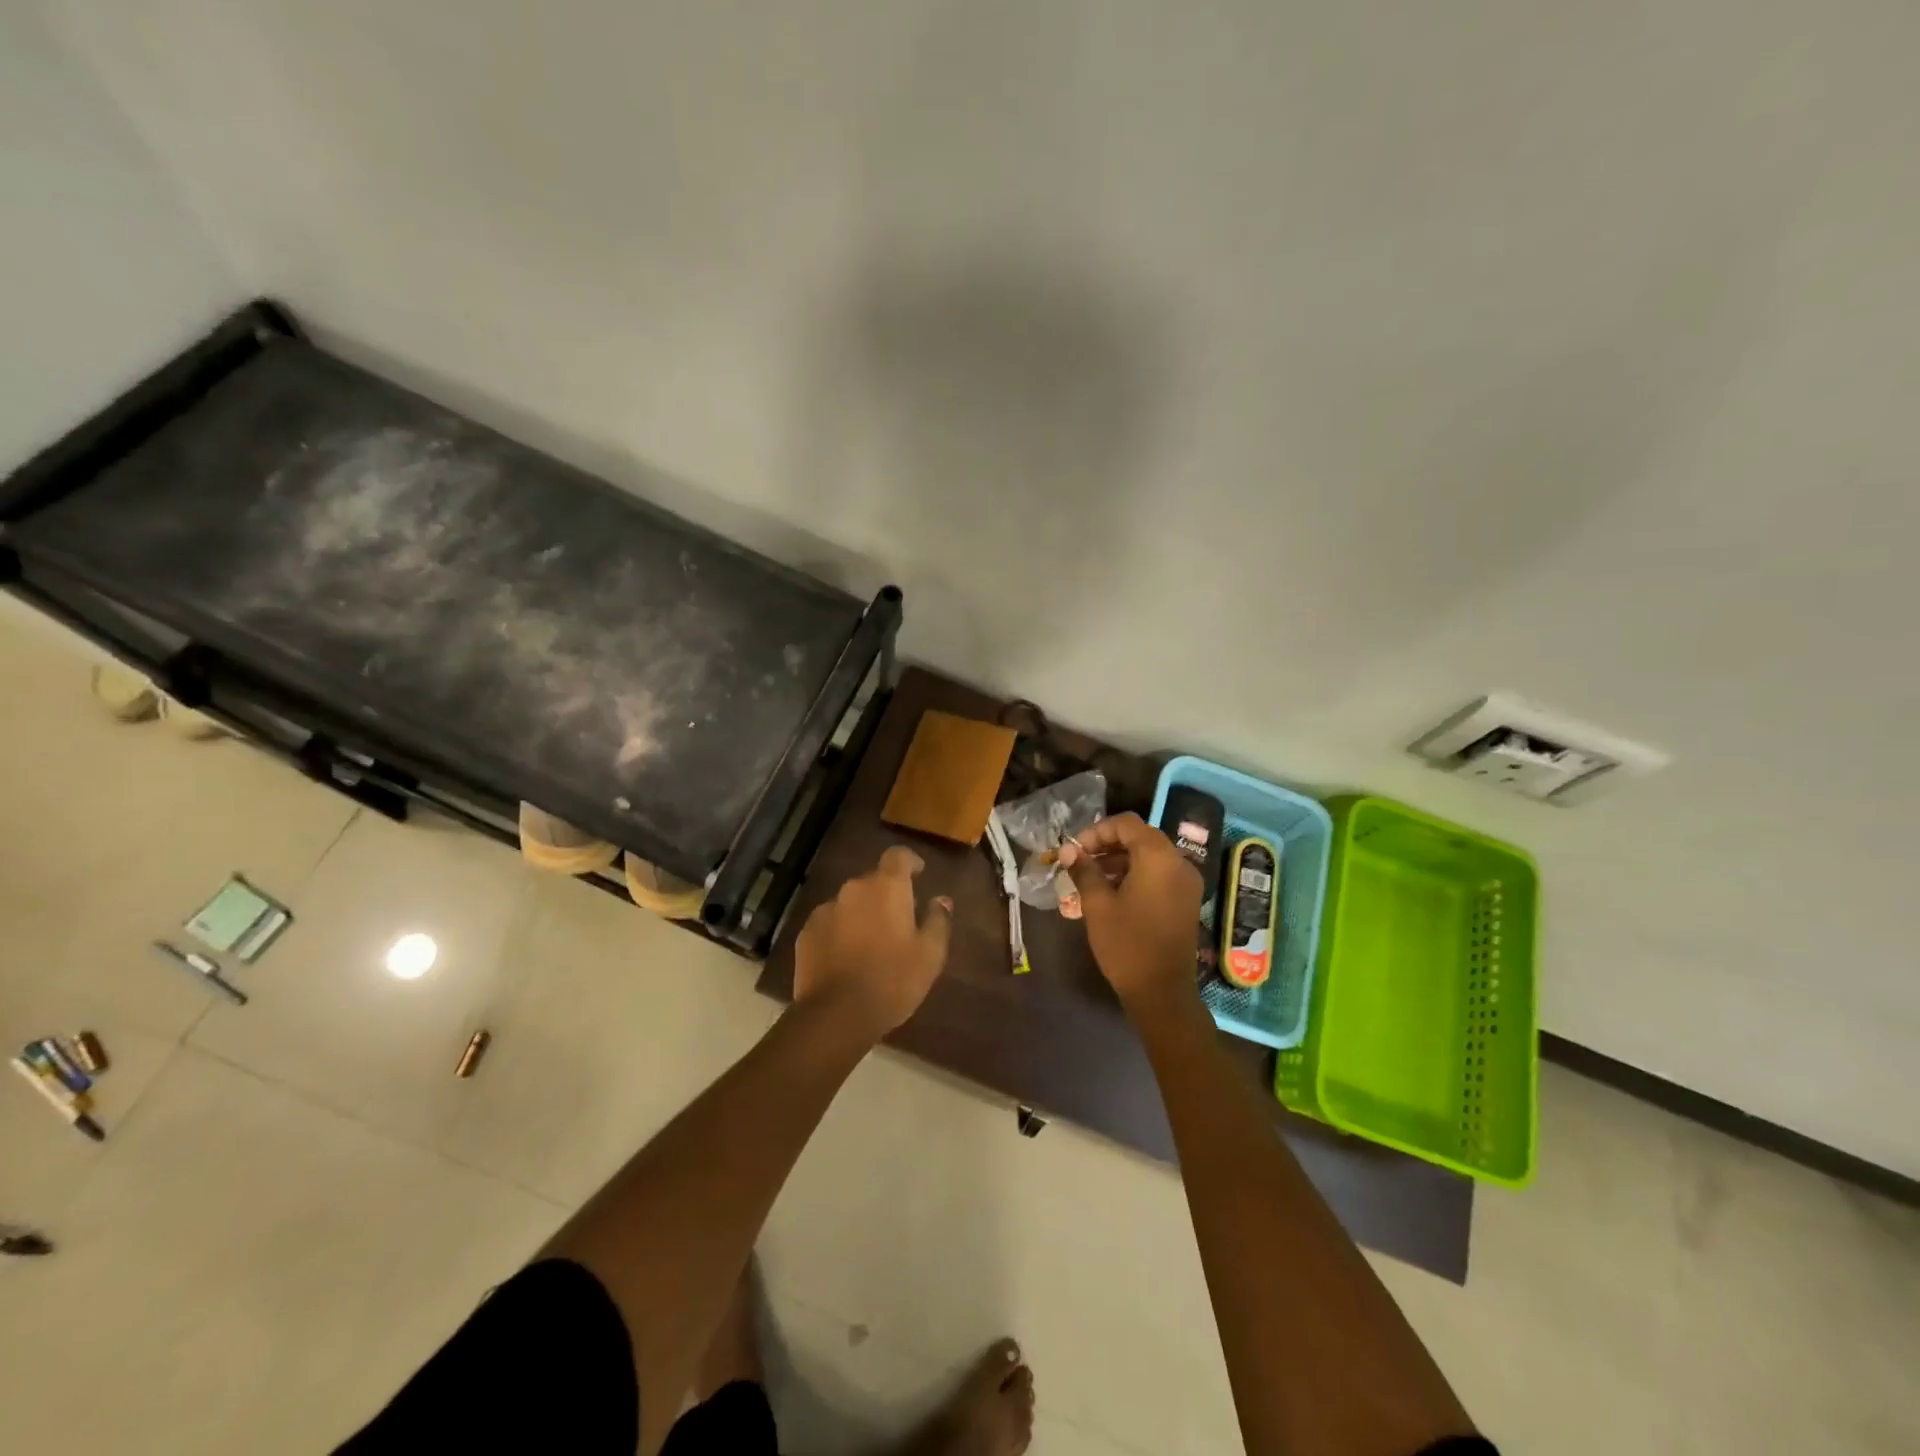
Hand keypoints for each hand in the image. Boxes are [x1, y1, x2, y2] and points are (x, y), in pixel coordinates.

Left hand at [794, 846, 953, 1040]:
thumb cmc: (892, 980)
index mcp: (887, 887)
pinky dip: (840, 932)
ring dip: (862, 914)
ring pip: (850, 903)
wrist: (835, 1015)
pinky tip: (846, 958)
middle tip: (899, 922)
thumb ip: (938, 920)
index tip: (919, 874)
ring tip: (871, 944)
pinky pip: (830, 923)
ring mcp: (825, 910)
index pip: (898, 856)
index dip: (909, 861)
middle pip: (873, 881)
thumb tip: (941, 900)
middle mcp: (853, 889)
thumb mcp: (930, 955)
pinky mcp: (806, 933)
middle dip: (886, 895)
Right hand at [1060, 813, 1202, 1015]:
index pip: (1126, 824)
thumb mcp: (1098, 905)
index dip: (1097, 831)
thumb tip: (1068, 850)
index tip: (1075, 850)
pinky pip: (1159, 874)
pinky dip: (1136, 874)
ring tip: (1090, 878)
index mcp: (1158, 857)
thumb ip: (1084, 871)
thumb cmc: (1127, 943)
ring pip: (1149, 856)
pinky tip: (1112, 893)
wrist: (1162, 991)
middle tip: (1080, 862)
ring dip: (1120, 860)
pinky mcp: (1186, 900)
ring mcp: (1186, 882)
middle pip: (1140, 837)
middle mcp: (1178, 862)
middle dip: (1107, 845)